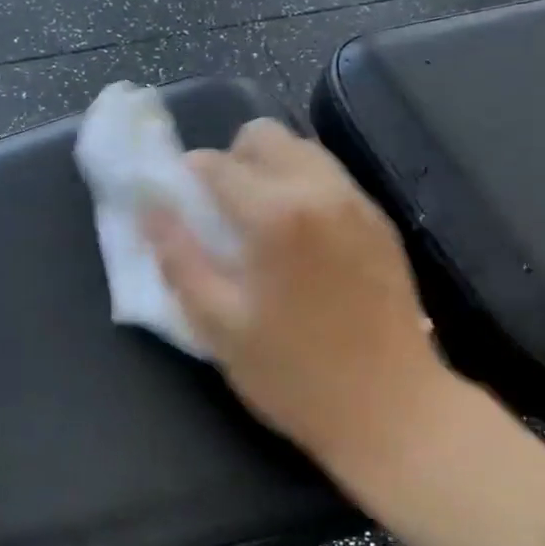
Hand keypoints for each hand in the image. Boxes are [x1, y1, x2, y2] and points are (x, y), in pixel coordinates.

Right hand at [144, 119, 456, 495]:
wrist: (394, 410)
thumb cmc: (295, 375)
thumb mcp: (219, 325)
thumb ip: (179, 259)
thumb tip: (150, 210)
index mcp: (275, 213)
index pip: (215, 164)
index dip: (187, 178)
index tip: (180, 207)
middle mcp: (321, 190)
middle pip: (264, 136)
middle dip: (232, 160)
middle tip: (221, 213)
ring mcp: (358, 202)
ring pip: (303, 150)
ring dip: (271, 170)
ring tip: (261, 225)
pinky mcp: (381, 222)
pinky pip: (332, 179)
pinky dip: (305, 188)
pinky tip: (301, 241)